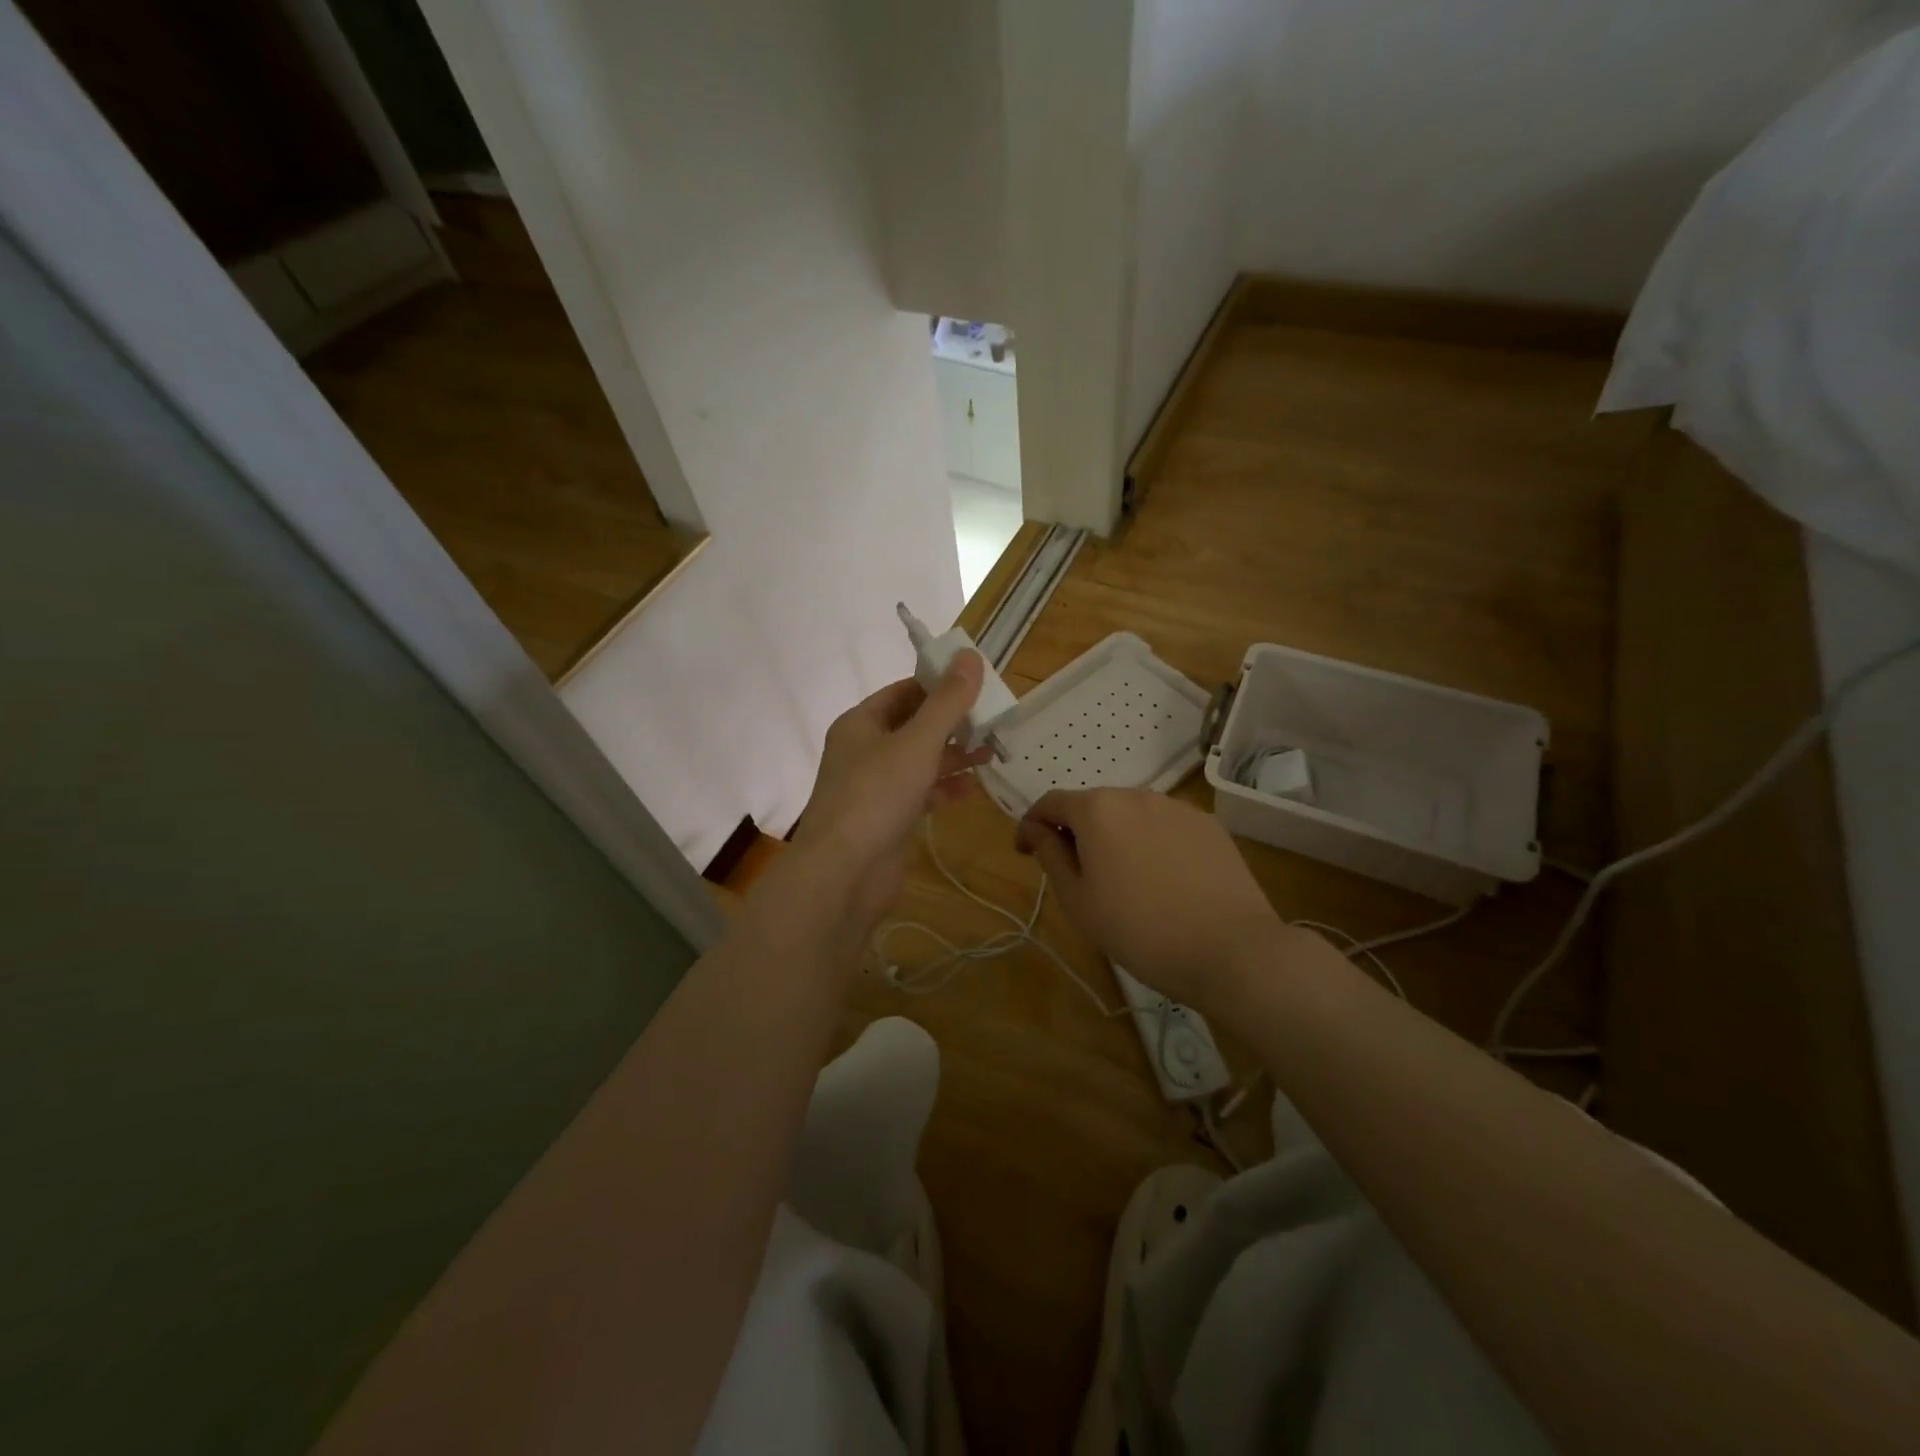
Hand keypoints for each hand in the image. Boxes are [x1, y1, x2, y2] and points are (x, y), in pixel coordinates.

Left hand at [791, 653, 992, 930]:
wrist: (844, 873)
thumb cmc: (877, 795)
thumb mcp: (918, 742)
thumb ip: (947, 702)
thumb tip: (970, 656)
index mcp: (861, 723)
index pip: (904, 691)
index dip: (939, 685)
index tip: (978, 685)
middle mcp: (864, 750)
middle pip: (913, 726)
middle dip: (952, 724)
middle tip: (993, 721)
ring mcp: (874, 787)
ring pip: (919, 761)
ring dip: (953, 757)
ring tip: (992, 753)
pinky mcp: (887, 818)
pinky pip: (919, 793)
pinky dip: (943, 788)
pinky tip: (971, 789)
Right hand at [1016, 788, 1285, 1012]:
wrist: (1231, 950)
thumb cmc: (1140, 930)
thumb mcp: (1078, 900)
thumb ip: (1050, 855)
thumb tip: (1034, 829)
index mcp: (1097, 810)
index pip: (1051, 803)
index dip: (1032, 825)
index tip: (1025, 853)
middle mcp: (1136, 795)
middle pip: (1093, 806)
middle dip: (1076, 831)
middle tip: (1075, 874)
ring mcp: (1177, 807)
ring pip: (1131, 815)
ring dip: (1115, 836)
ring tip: (1122, 879)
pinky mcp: (1209, 825)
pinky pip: (1165, 826)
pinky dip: (1151, 843)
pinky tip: (1162, 879)